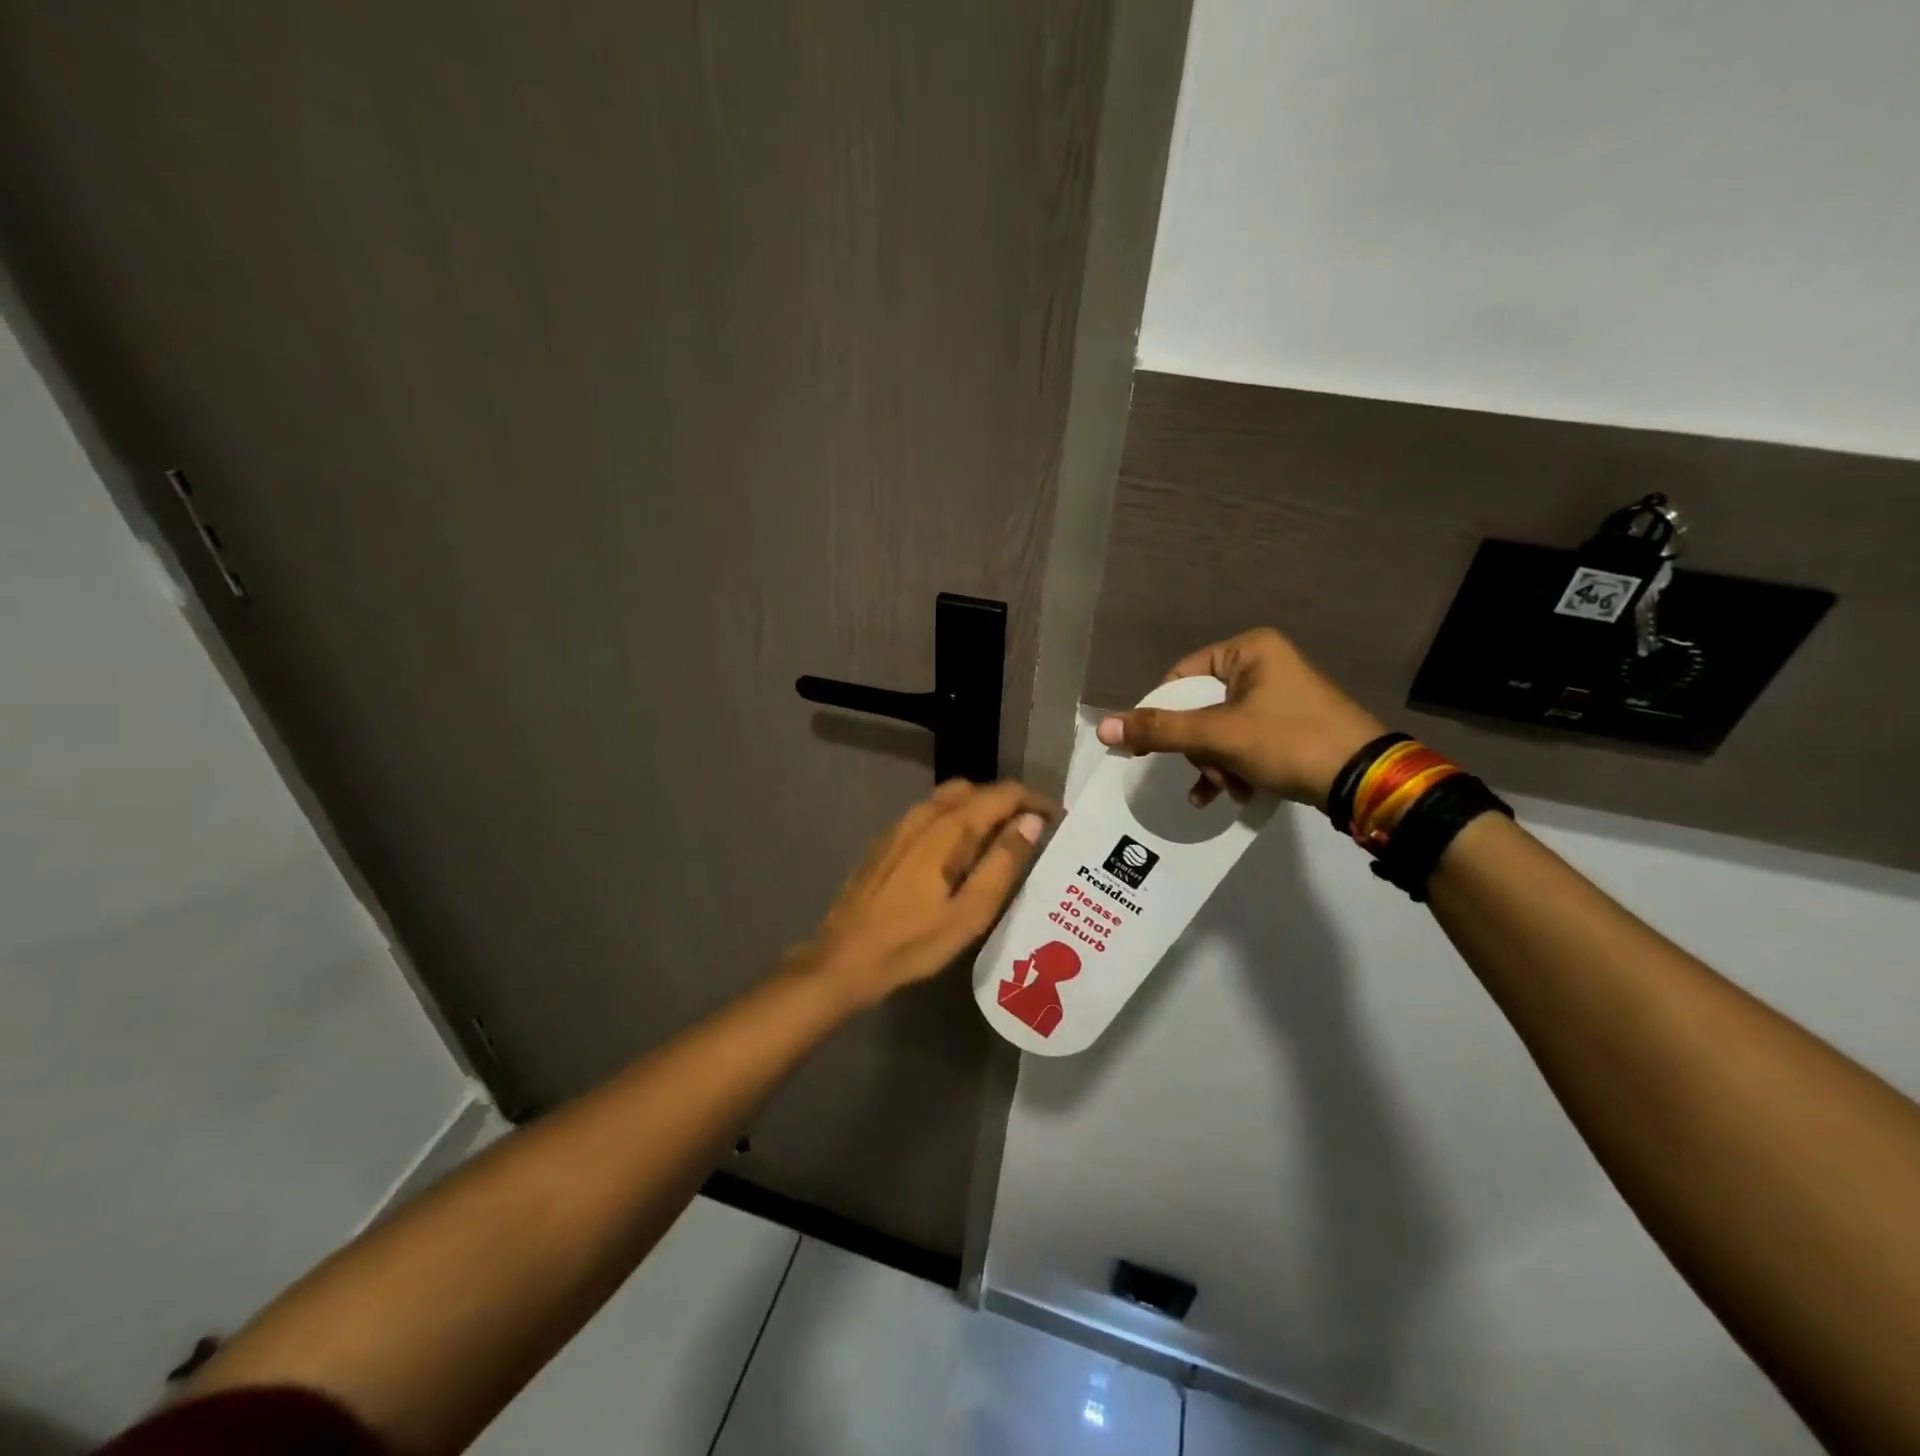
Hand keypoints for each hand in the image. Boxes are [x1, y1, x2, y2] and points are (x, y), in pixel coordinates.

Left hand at [795, 779, 1056, 1007]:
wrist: (844, 957)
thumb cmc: (912, 941)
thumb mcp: (970, 912)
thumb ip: (1003, 862)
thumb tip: (1032, 821)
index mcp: (948, 827)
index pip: (1002, 794)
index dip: (1034, 800)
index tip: (1059, 820)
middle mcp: (924, 814)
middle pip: (975, 789)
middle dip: (1008, 802)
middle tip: (1033, 833)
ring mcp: (902, 825)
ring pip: (951, 799)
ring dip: (981, 810)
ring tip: (1003, 843)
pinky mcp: (889, 840)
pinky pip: (932, 814)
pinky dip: (957, 820)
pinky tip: (962, 854)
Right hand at [1095, 627, 1383, 808]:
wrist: (1365, 780)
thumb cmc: (1288, 741)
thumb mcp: (1217, 736)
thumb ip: (1159, 731)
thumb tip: (1103, 728)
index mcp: (1249, 650)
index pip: (1181, 676)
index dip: (1164, 712)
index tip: (1155, 747)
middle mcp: (1265, 665)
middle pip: (1201, 707)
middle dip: (1199, 749)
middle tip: (1207, 772)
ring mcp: (1281, 695)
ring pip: (1221, 729)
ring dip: (1215, 764)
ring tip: (1224, 789)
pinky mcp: (1293, 725)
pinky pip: (1246, 741)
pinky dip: (1236, 767)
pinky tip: (1235, 795)